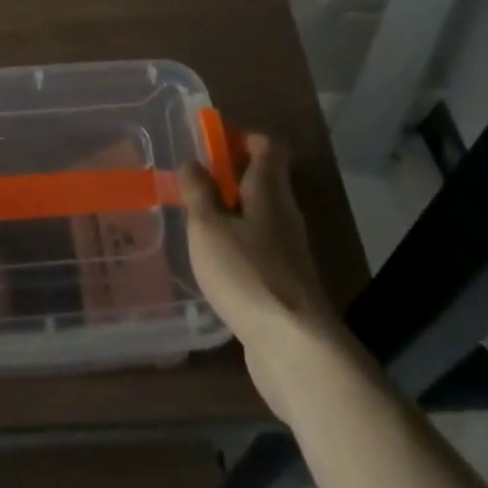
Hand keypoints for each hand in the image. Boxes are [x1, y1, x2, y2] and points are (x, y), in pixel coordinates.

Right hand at [179, 133, 340, 421]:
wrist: (295, 349)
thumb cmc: (247, 274)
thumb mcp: (208, 227)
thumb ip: (198, 192)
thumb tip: (193, 162)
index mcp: (270, 189)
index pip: (268, 145)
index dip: (242, 138)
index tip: (212, 147)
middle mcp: (285, 213)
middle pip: (264, 180)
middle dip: (230, 178)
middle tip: (195, 188)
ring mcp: (290, 251)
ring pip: (261, 217)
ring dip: (233, 215)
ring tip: (198, 226)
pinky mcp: (287, 285)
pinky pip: (261, 250)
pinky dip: (240, 247)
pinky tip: (216, 267)